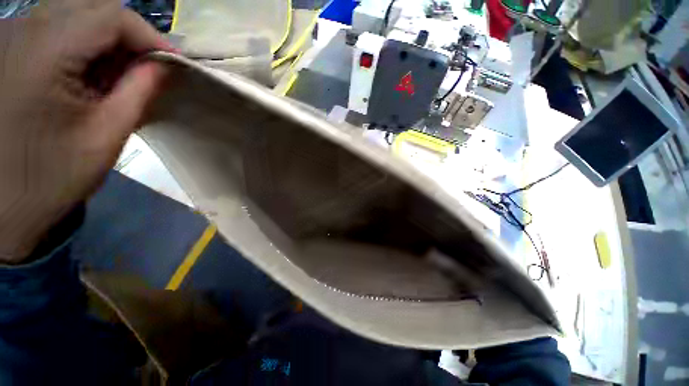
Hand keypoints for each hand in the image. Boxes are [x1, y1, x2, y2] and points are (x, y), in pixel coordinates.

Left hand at [0, 1, 173, 263]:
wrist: (3, 203)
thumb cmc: (52, 177)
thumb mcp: (105, 135)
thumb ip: (137, 92)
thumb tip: (164, 66)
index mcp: (44, 54)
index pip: (111, 16)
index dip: (150, 35)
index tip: (174, 63)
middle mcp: (23, 31)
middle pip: (93, 7)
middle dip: (130, 35)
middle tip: (151, 67)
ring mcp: (13, 37)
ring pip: (76, 12)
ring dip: (108, 38)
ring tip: (123, 71)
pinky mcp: (10, 49)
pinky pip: (58, 27)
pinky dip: (85, 42)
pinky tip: (93, 71)